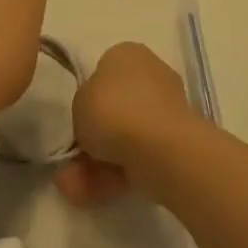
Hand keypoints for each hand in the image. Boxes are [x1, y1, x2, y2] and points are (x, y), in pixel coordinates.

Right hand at [54, 42, 195, 207]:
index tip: (78, 120)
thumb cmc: (112, 110)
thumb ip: (83, 108)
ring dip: (97, 162)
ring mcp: (167, 109)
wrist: (157, 146)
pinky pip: (138, 155)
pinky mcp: (175, 141)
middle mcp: (151, 74)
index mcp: (127, 53)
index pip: (103, 71)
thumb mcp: (78, 102)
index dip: (88, 98)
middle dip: (94, 138)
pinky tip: (90, 194)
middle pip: (115, 107)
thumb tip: (93, 123)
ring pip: (125, 136)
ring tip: (73, 187)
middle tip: (71, 161)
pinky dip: (115, 174)